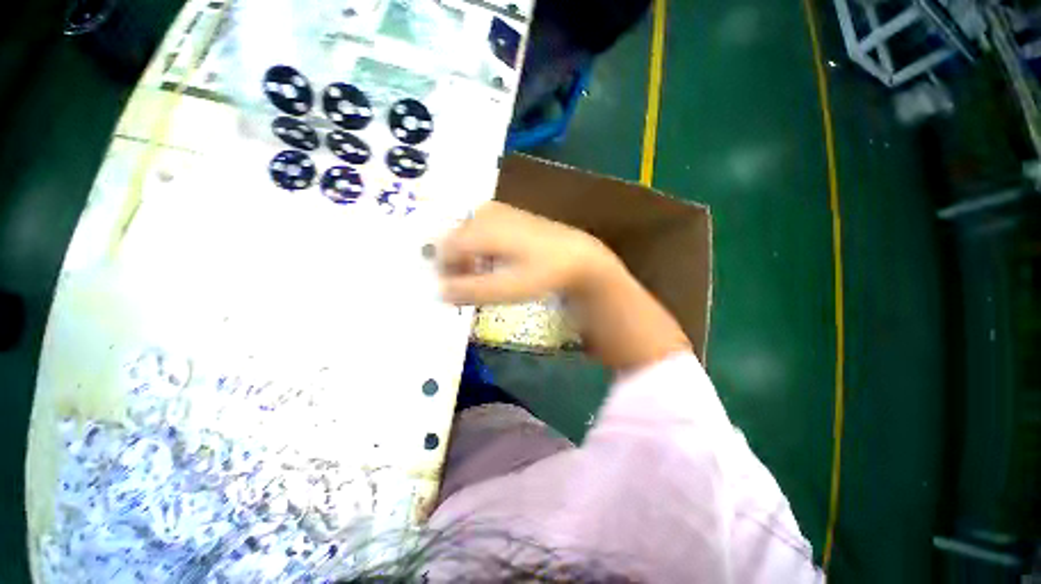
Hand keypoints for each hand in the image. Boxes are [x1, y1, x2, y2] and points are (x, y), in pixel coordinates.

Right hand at [437, 202, 616, 305]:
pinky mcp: (503, 215)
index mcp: (482, 229)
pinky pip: (477, 232)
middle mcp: (483, 213)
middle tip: (467, 287)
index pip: (444, 249)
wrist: (576, 255)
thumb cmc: (544, 272)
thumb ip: (472, 291)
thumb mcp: (509, 288)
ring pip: (464, 237)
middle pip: (452, 241)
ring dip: (466, 259)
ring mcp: (494, 211)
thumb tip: (439, 292)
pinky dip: (478, 250)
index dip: (443, 272)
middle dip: (454, 266)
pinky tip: (492, 264)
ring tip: (481, 278)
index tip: (451, 291)